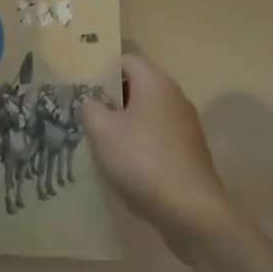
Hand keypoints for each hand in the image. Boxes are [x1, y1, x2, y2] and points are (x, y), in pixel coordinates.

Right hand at [81, 54, 238, 257]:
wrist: (192, 212)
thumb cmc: (143, 160)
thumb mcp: (102, 131)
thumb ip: (90, 108)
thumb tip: (91, 102)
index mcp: (155, 82)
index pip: (125, 60)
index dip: (101, 69)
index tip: (80, 85)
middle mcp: (174, 96)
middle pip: (136, 86)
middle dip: (110, 98)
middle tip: (85, 113)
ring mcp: (185, 125)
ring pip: (147, 113)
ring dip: (124, 122)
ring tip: (100, 140)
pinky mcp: (189, 151)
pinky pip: (158, 136)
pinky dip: (140, 143)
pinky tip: (125, 164)